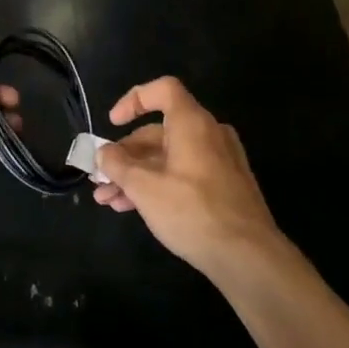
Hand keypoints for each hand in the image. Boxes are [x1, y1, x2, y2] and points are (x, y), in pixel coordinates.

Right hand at [93, 77, 279, 273]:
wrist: (248, 257)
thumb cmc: (192, 211)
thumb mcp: (144, 187)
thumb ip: (117, 165)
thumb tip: (103, 153)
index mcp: (192, 123)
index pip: (163, 90)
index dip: (134, 100)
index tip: (112, 123)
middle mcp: (209, 135)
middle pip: (159, 131)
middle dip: (124, 155)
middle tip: (100, 177)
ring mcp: (219, 162)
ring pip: (168, 158)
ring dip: (135, 175)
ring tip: (107, 200)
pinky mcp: (224, 188)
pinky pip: (183, 174)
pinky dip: (157, 184)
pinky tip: (133, 208)